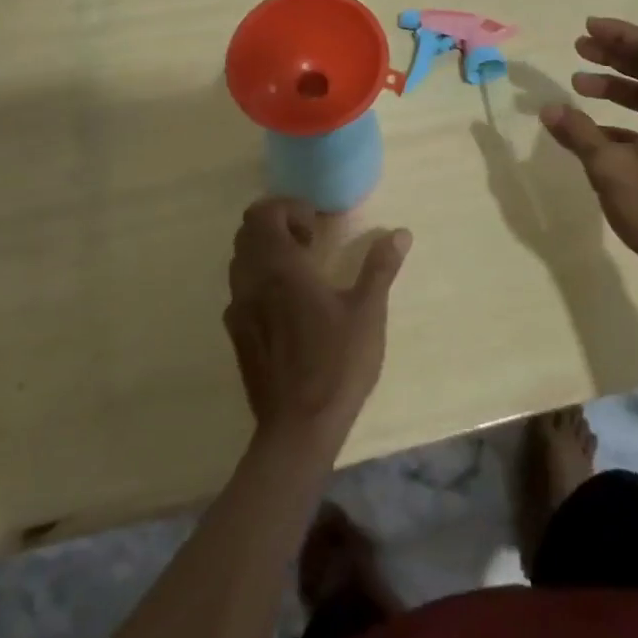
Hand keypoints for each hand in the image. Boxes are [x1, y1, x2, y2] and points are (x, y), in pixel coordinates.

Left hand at [224, 198, 410, 454]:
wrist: (298, 429)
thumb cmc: (336, 363)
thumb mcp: (368, 312)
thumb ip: (380, 267)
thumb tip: (400, 232)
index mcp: (280, 268)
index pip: (263, 214)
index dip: (288, 208)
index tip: (317, 226)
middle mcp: (252, 282)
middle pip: (247, 232)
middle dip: (277, 225)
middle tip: (311, 242)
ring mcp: (239, 310)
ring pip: (240, 260)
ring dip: (266, 252)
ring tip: (302, 271)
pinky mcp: (236, 335)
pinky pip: (240, 290)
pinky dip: (259, 280)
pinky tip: (288, 305)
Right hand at [539, 18, 637, 289]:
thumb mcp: (610, 167)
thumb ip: (578, 133)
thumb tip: (547, 109)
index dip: (620, 34)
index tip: (586, 30)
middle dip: (615, 55)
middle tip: (579, 49)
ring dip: (616, 87)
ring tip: (578, 86)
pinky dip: (623, 119)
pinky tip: (593, 132)